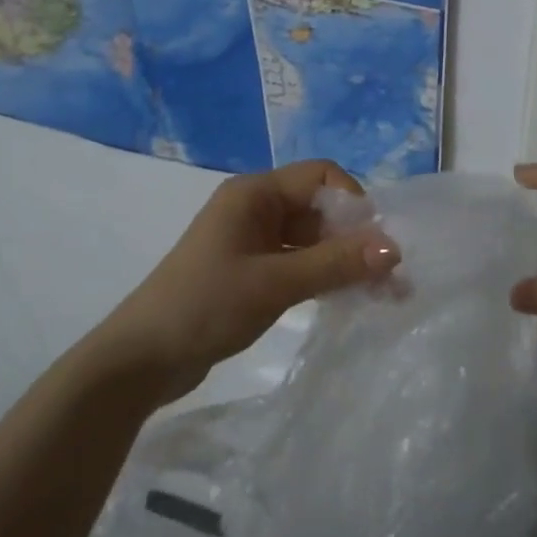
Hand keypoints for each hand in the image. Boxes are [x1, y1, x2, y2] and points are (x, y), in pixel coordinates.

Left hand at [99, 160, 400, 395]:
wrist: (141, 360)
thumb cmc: (205, 306)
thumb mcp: (276, 283)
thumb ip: (336, 263)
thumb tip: (395, 247)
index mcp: (255, 194)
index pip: (321, 176)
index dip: (354, 202)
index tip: (377, 242)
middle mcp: (256, 209)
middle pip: (320, 208)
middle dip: (356, 238)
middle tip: (391, 278)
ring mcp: (253, 241)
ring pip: (312, 239)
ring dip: (345, 261)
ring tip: (383, 295)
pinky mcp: (252, 272)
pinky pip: (299, 263)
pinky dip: (324, 277)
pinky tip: (349, 299)